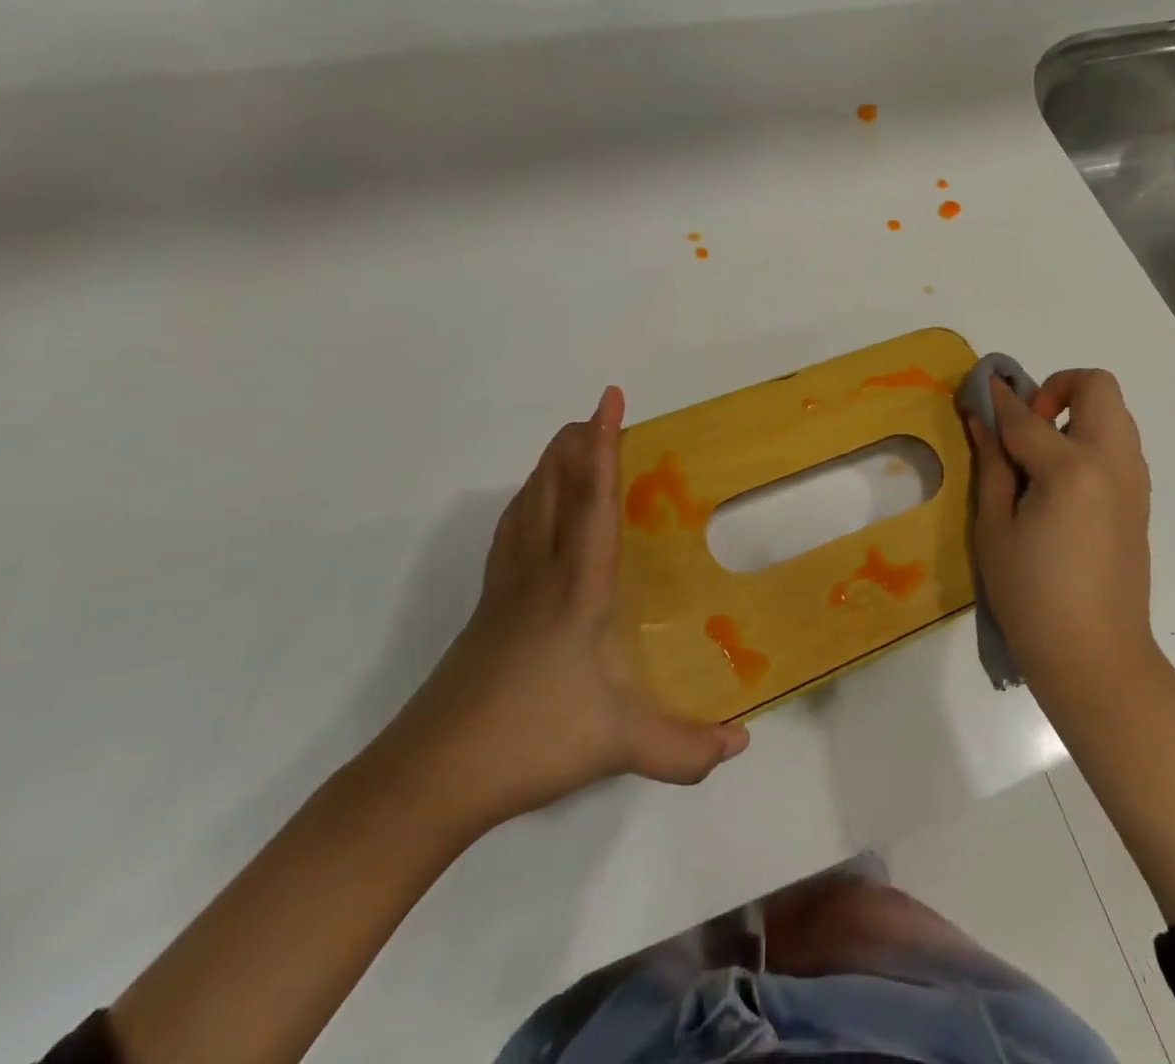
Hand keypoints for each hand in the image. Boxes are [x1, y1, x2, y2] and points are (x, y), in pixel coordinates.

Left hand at [373, 387, 748, 839]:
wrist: (431, 775)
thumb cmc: (530, 742)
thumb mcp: (619, 745)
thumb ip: (684, 749)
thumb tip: (742, 745)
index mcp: (576, 588)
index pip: (594, 501)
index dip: (605, 446)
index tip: (610, 398)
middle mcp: (540, 573)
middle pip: (554, 489)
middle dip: (576, 444)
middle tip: (596, 411)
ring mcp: (506, 589)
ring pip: (527, 506)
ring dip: (549, 467)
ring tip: (568, 445)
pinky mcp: (487, 609)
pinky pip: (510, 532)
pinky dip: (526, 503)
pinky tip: (530, 511)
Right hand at [967, 369, 1157, 712]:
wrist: (1095, 657)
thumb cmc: (1031, 596)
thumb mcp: (994, 528)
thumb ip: (992, 464)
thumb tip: (982, 418)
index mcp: (1072, 470)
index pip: (1026, 417)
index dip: (996, 398)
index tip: (977, 384)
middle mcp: (1113, 462)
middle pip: (1097, 387)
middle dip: (1057, 388)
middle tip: (1027, 426)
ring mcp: (1133, 480)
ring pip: (1114, 413)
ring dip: (1076, 413)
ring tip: (1040, 457)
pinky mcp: (1139, 500)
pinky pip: (1118, 445)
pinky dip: (1090, 440)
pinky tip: (1060, 485)